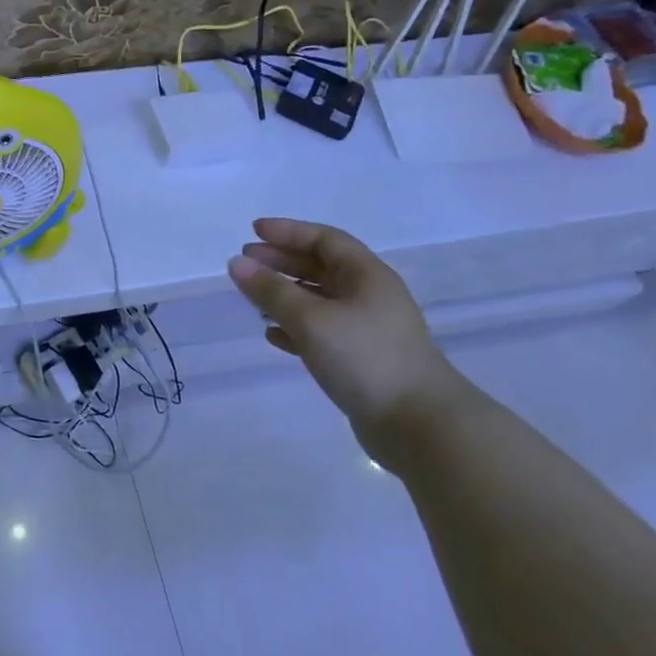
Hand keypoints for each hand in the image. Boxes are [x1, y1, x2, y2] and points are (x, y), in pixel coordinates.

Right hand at [228, 218, 467, 461]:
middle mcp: (369, 296)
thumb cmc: (365, 358)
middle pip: (321, 267)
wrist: (420, 426)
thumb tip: (236, 263)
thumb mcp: (311, 319)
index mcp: (367, 276)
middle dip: (282, 261)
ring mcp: (367, 330)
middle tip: (246, 262)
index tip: (254, 230)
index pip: (325, 240)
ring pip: (319, 300)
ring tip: (252, 297)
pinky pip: (321, 332)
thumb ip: (271, 290)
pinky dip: (294, 327)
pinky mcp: (361, 360)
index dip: (288, 231)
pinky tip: (272, 334)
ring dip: (285, 294)